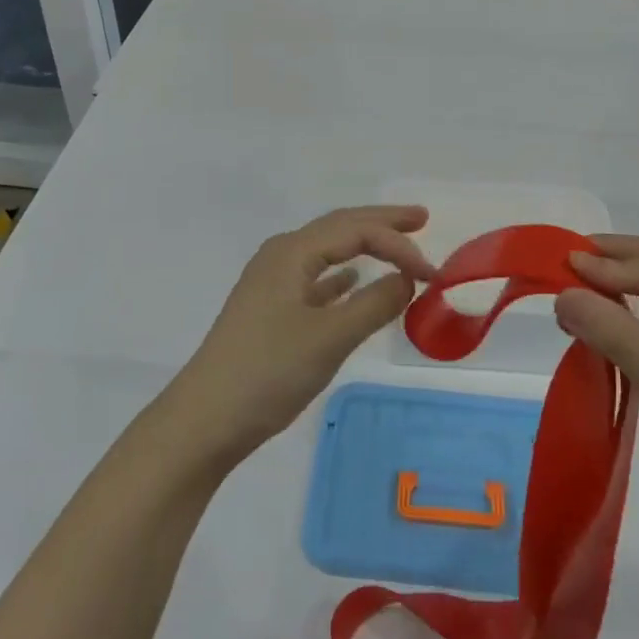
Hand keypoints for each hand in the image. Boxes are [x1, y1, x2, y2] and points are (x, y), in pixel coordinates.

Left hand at [167, 206, 435, 467]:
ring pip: (327, 252)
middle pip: (339, 228)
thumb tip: (407, 279)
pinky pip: (315, 279)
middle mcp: (280, 256)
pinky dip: (341, 277)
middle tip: (421, 218)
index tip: (433, 274)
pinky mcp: (269, 310)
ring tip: (397, 243)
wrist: (205, 420)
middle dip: (381, 223)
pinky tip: (353, 281)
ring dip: (363, 246)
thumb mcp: (330, 337)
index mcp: (292, 252)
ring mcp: (272, 284)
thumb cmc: (268, 372)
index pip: (356, 231)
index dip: (398, 244)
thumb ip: (375, 304)